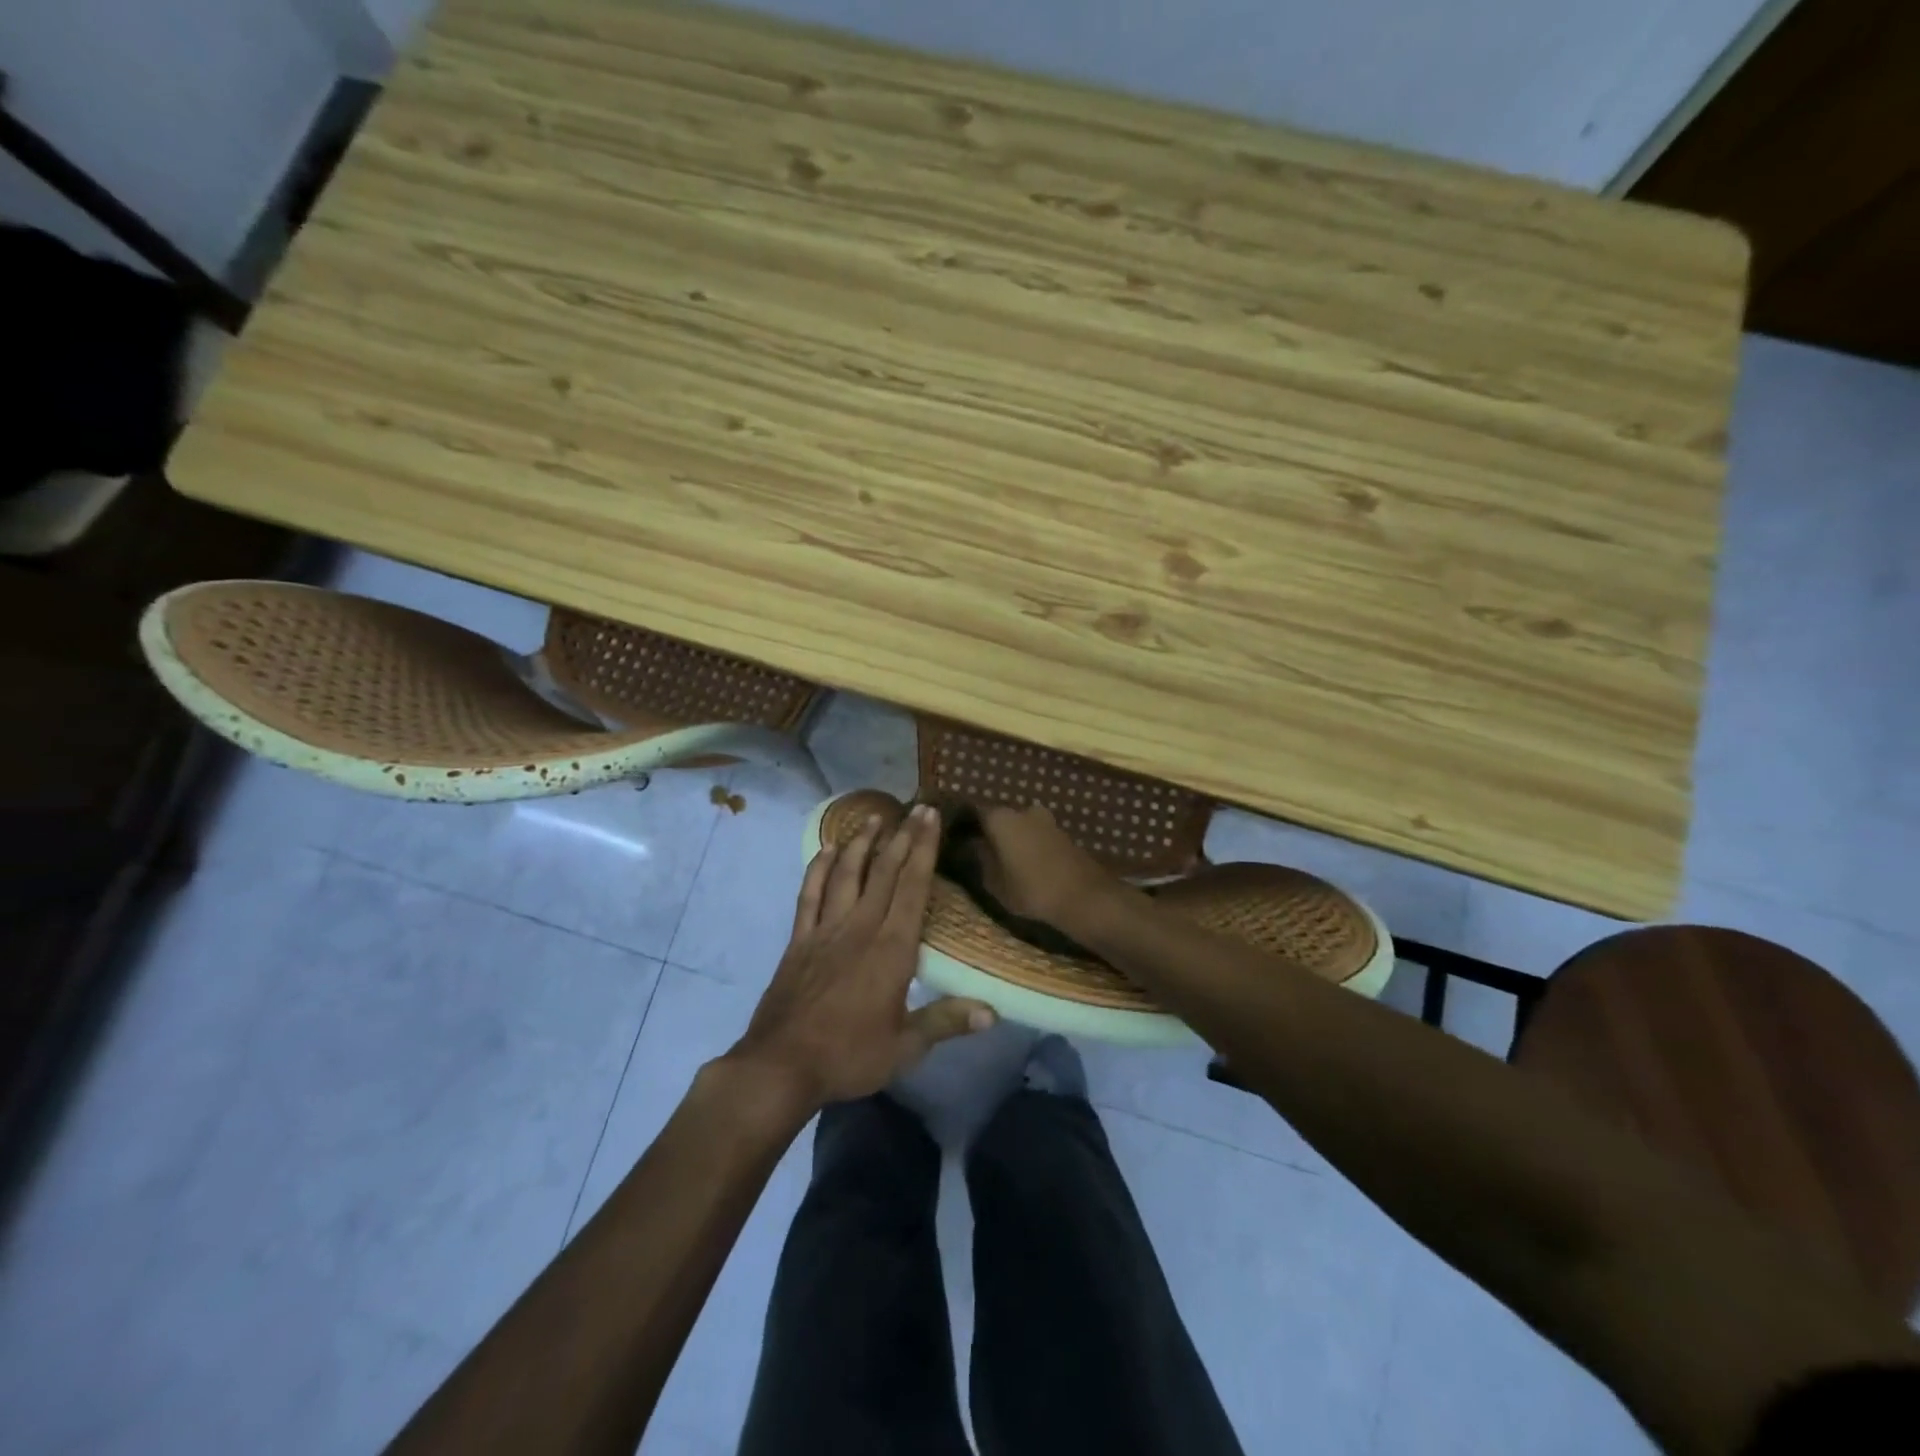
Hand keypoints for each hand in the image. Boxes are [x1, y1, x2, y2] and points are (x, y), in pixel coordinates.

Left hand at [729, 805, 994, 1111]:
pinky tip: (825, 850)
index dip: (924, 849)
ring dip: (861, 843)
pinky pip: (809, 893)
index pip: (914, 888)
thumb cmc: (849, 1056)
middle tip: (916, 808)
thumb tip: (993, 1012)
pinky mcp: (799, 939)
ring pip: (846, 874)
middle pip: (885, 871)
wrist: (781, 1066)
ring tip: (874, 818)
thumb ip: (946, 1022)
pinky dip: (818, 868)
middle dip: (902, 836)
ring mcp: (825, 930)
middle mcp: (860, 928)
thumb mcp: (905, 1048)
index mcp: (892, 949)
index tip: (931, 817)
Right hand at [976, 803, 1126, 934]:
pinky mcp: (1063, 833)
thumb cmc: (1032, 890)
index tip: (954, 835)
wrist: (1085, 897)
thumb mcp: (995, 882)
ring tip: (1001, 859)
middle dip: (989, 830)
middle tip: (978, 849)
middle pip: (999, 817)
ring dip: (1011, 838)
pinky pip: (1036, 834)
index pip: (973, 810)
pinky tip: (1024, 862)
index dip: (963, 823)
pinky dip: (1028, 844)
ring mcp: (1046, 819)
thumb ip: (980, 859)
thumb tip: (972, 845)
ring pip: (1020, 825)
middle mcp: (1023, 810)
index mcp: (1001, 817)